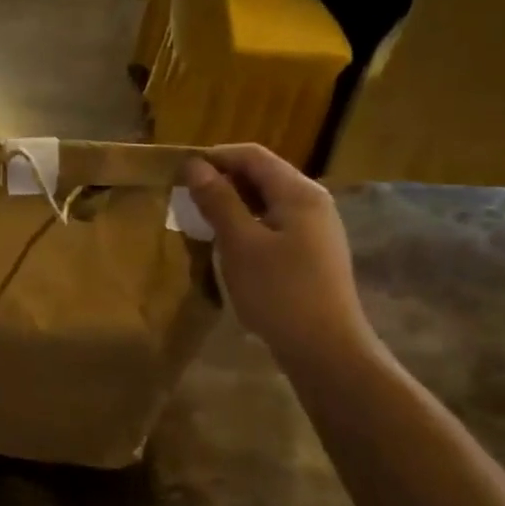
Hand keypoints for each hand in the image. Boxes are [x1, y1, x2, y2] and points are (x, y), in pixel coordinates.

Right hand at [184, 145, 374, 364]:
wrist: (326, 350)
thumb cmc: (279, 292)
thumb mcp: (240, 244)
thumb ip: (218, 201)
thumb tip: (195, 165)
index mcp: (298, 192)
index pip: (252, 155)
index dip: (214, 157)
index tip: (179, 173)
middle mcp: (312, 202)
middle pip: (262, 175)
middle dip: (222, 181)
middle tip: (186, 199)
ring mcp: (316, 229)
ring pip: (266, 202)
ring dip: (232, 205)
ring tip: (201, 221)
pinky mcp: (312, 253)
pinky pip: (274, 224)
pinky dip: (247, 225)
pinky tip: (228, 246)